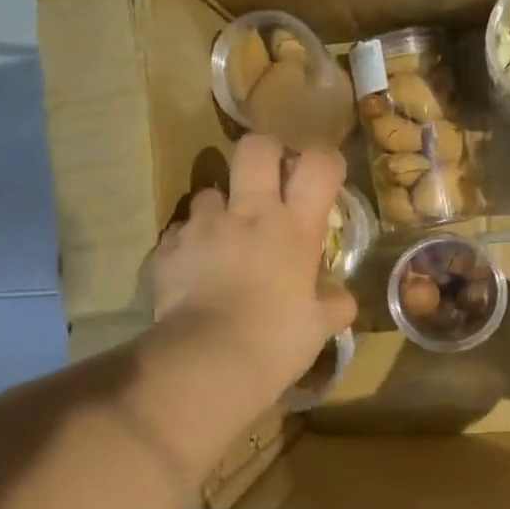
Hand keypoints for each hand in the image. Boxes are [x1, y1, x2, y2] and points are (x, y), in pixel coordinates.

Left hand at [148, 135, 357, 401]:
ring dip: (220, 208)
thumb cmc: (277, 341)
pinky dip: (190, 245)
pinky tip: (195, 271)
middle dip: (266, 153)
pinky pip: (179, 232)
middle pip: (256, 148)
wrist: (209, 360)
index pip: (318, 165)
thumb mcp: (319, 327)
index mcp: (294, 227)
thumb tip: (341, 299)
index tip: (324, 175)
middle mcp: (248, 213)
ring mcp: (203, 226)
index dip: (324, 160)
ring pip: (209, 191)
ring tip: (224, 239)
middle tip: (270, 179)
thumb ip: (334, 305)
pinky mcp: (168, 248)